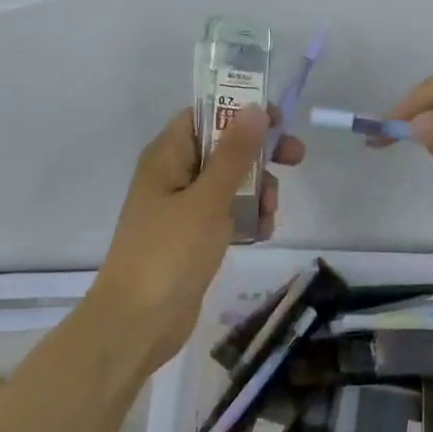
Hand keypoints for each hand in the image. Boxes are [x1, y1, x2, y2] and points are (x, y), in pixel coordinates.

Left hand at [89, 105, 303, 371]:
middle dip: (259, 154)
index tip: (277, 119)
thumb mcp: (208, 198)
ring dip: (256, 190)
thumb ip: (234, 153)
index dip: (240, 110)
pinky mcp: (192, 237)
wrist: (137, 324)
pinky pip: (226, 213)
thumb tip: (254, 108)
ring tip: (270, 213)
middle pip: (223, 148)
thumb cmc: (169, 252)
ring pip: (229, 182)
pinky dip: (246, 217)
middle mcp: (172, 175)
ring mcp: (182, 208)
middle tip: (296, 158)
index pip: (204, 115)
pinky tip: (262, 232)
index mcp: (166, 156)